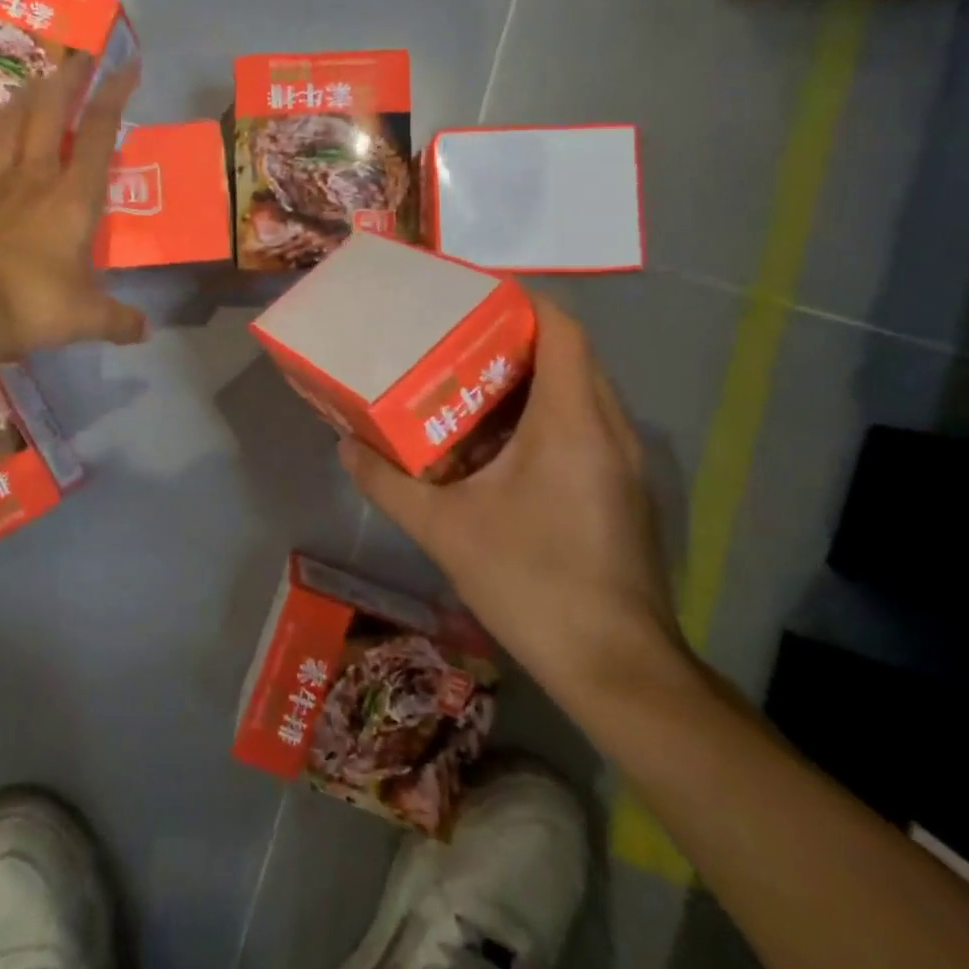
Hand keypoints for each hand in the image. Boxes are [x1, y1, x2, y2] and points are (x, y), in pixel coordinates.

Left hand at [0, 56, 147, 357]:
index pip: (97, 134)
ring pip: (13, 121)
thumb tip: (145, 331)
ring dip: (30, 95)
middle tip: (81, 56)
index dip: (114, 95)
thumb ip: (119, 320)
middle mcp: (37, 177)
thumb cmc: (32, 305)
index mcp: (74, 198)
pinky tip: (1, 125)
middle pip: (50, 111)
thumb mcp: (86, 318)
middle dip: (69, 79)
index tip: (126, 67)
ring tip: (42, 80)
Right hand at [339, 294, 686, 710]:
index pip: (561, 328)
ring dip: (528, 381)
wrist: (615, 666)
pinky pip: (585, 427)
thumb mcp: (444, 530)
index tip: (470, 301)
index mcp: (571, 420)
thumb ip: (388, 484)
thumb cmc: (532, 581)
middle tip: (452, 344)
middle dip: (513, 340)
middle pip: (569, 354)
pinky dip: (544, 417)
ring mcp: (623, 460)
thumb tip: (346, 449)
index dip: (520, 302)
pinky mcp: (623, 489)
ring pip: (579, 392)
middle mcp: (609, 427)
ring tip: (466, 388)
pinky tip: (498, 448)